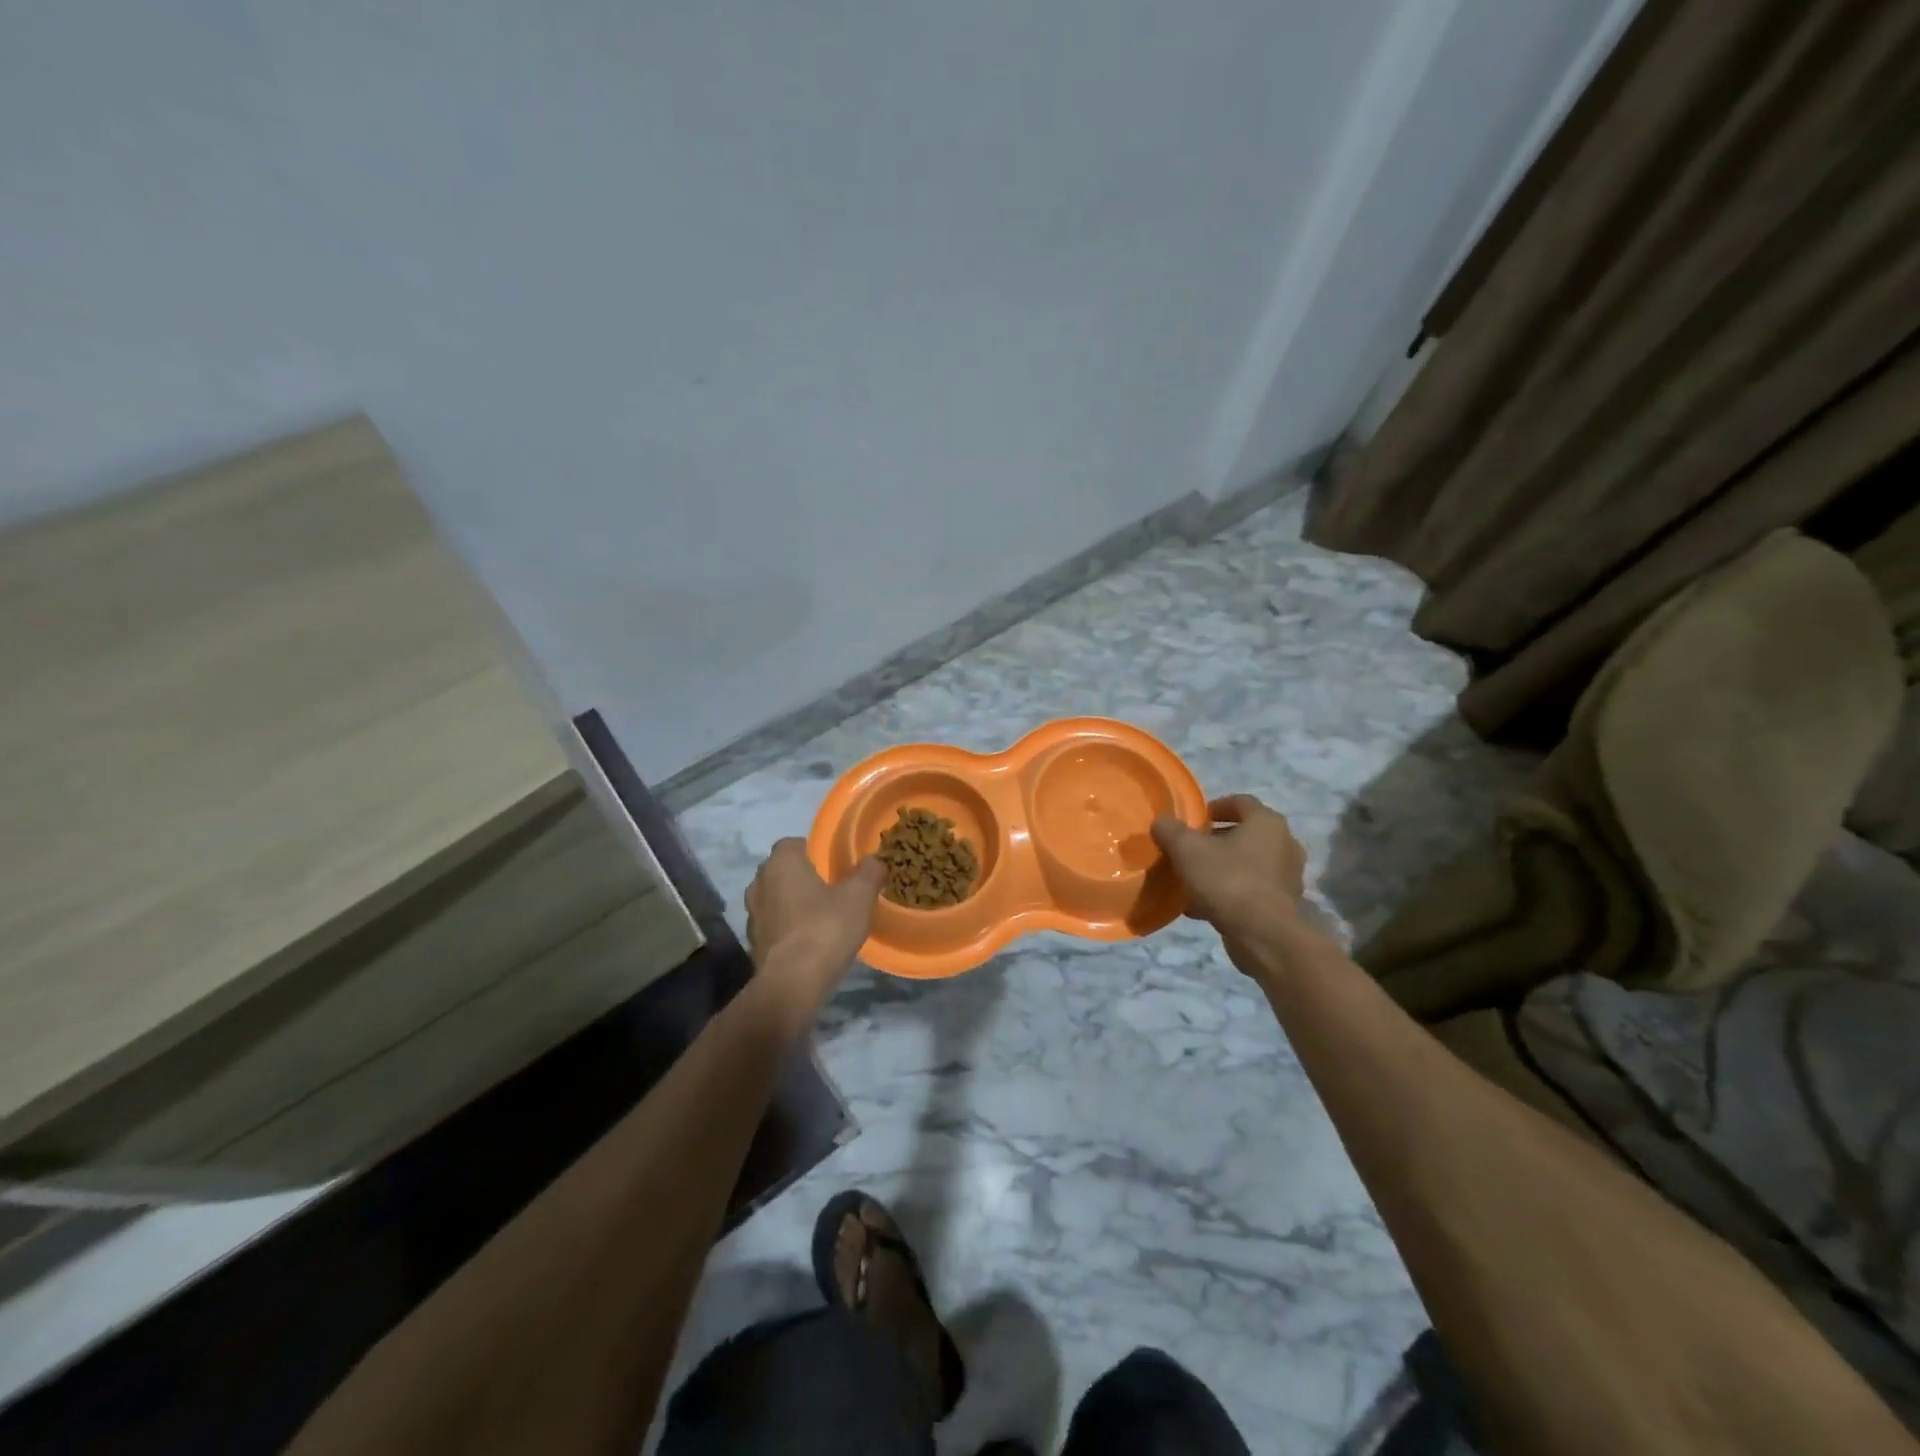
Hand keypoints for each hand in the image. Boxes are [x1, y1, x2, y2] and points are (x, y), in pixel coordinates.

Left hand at [745, 840, 884, 1010]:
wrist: (791, 984)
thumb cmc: (824, 929)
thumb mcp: (859, 897)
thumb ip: (869, 872)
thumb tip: (874, 860)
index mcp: (782, 863)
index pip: (793, 843)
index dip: (813, 851)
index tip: (833, 864)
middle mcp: (760, 883)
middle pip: (782, 870)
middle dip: (802, 876)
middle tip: (830, 888)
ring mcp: (752, 914)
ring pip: (775, 898)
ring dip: (792, 903)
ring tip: (820, 916)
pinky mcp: (753, 942)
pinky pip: (773, 924)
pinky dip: (787, 927)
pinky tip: (808, 940)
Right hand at [1151, 794, 1319, 980]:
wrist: (1265, 936)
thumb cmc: (1228, 880)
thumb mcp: (1187, 850)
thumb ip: (1170, 831)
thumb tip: (1161, 822)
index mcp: (1266, 822)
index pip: (1240, 802)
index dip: (1213, 807)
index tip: (1191, 820)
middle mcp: (1283, 844)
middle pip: (1243, 834)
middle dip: (1213, 841)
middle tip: (1187, 850)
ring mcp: (1286, 876)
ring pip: (1245, 864)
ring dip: (1219, 868)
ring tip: (1190, 880)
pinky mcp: (1282, 905)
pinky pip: (1249, 890)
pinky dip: (1227, 893)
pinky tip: (1200, 907)